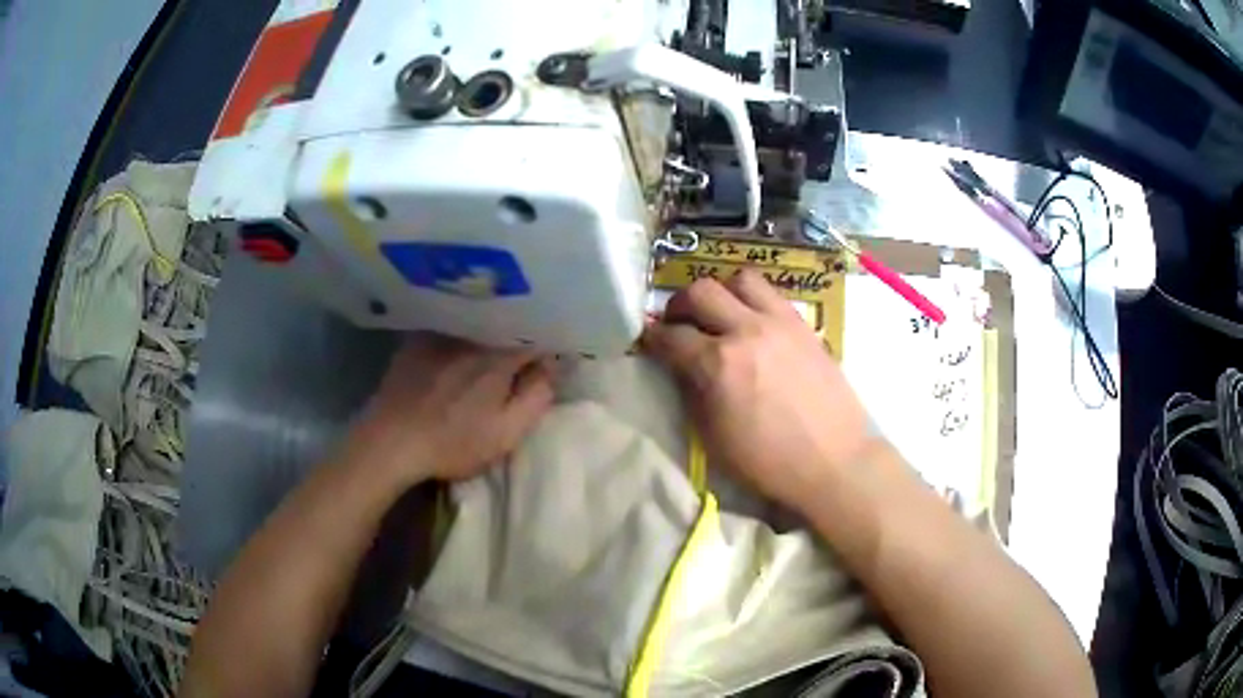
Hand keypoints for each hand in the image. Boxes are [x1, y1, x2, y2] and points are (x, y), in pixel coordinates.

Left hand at [348, 333, 554, 483]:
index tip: (551, 359)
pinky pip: (451, 325)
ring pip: (479, 320)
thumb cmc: (452, 443)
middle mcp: (472, 332)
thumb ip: (537, 397)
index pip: (538, 335)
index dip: (549, 345)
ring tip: (491, 351)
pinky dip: (462, 332)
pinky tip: (457, 351)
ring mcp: (442, 330)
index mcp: (500, 354)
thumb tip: (552, 366)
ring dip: (491, 331)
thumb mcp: (506, 434)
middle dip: (521, 335)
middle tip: (524, 358)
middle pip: (508, 323)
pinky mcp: (418, 337)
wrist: (391, 441)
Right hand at [643, 270, 871, 513]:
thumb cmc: (768, 462)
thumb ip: (692, 393)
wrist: (833, 461)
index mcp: (718, 364)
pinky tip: (753, 324)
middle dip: (679, 305)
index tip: (648, 341)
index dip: (652, 337)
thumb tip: (682, 367)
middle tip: (679, 324)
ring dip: (721, 292)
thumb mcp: (713, 438)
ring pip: (739, 279)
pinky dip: (752, 300)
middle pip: (699, 291)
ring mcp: (779, 322)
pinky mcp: (803, 325)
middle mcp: (746, 331)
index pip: (670, 336)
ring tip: (720, 315)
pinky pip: (771, 293)